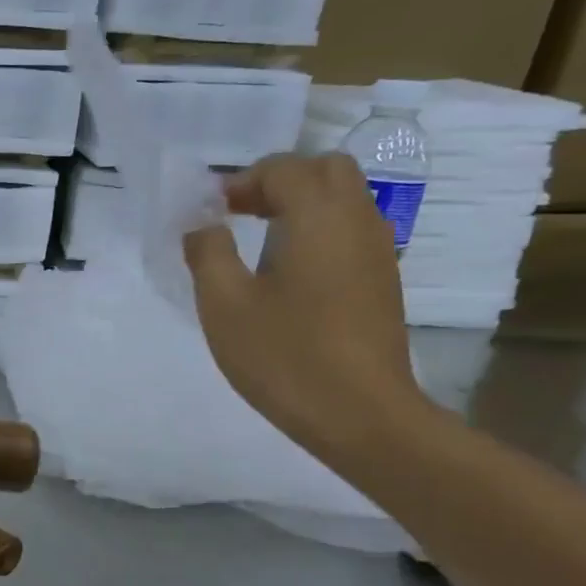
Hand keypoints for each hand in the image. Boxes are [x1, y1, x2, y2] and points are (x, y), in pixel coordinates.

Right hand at [182, 152, 428, 462]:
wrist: (361, 416)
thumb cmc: (285, 355)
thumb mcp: (224, 305)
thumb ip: (207, 253)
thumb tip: (203, 225)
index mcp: (318, 217)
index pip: (283, 168)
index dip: (242, 181)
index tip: (211, 212)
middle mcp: (357, 221)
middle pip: (326, 170)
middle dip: (279, 181)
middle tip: (239, 213)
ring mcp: (377, 252)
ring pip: (345, 199)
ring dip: (301, 204)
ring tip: (258, 242)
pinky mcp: (382, 281)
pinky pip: (351, 231)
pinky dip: (318, 230)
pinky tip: (288, 272)